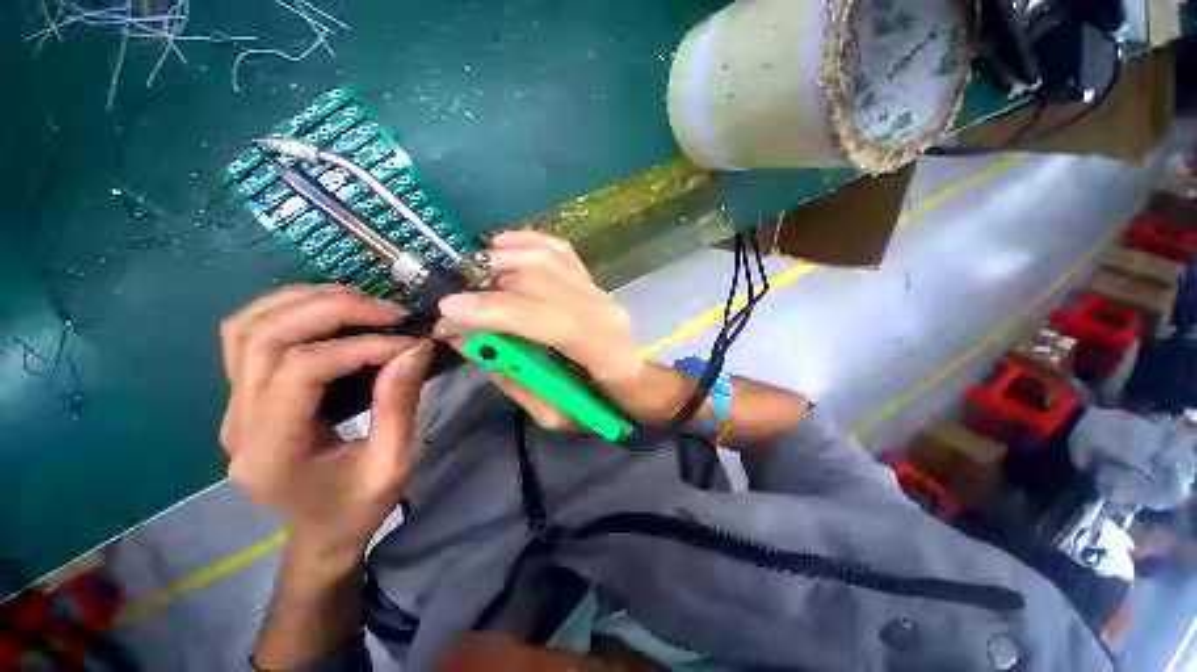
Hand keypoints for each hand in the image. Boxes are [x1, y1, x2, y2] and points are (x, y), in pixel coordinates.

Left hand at [219, 285, 433, 565]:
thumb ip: (399, 404)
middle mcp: (237, 423)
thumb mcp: (393, 463)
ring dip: (305, 301)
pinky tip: (329, 310)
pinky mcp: (243, 396)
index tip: (408, 342)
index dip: (359, 346)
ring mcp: (232, 406)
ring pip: (246, 327)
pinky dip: (288, 310)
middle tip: (388, 310)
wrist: (320, 532)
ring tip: (361, 302)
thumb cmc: (358, 507)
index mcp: (271, 452)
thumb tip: (415, 348)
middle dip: (331, 310)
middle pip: (264, 337)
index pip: (301, 371)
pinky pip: (248, 336)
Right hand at [437, 230, 646, 429]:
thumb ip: (514, 380)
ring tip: (471, 273)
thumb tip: (471, 342)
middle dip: (490, 286)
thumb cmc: (600, 405)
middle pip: (543, 282)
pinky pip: (559, 251)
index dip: (501, 310)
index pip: (553, 320)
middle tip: (453, 300)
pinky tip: (502, 244)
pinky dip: (528, 242)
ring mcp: (599, 290)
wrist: (635, 381)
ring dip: (503, 260)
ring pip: (548, 259)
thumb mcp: (556, 414)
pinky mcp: (592, 281)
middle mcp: (602, 310)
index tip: (451, 308)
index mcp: (602, 349)